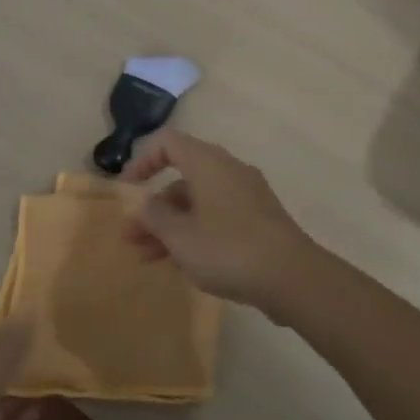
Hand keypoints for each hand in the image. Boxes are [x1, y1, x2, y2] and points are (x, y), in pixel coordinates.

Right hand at [121, 131, 318, 314]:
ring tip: (148, 259)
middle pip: (182, 177)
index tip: (127, 190)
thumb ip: (154, 216)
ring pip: (199, 201)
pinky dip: (196, 231)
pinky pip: (218, 215)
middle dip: (154, 207)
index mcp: (208, 163)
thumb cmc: (228, 249)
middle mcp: (228, 169)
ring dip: (171, 225)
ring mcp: (247, 194)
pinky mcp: (259, 218)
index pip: (167, 143)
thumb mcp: (180, 236)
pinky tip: (183, 262)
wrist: (292, 276)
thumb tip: (141, 202)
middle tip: (131, 238)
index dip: (142, 161)